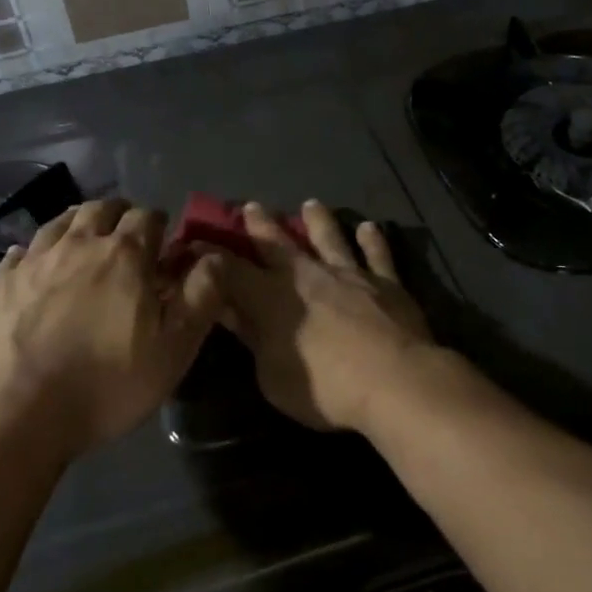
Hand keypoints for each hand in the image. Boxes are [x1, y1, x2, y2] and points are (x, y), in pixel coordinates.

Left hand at [0, 200, 223, 459]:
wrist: (14, 415)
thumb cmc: (106, 382)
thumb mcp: (175, 347)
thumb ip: (202, 294)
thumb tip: (213, 255)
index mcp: (124, 254)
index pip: (147, 215)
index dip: (159, 226)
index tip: (163, 248)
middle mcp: (78, 244)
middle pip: (101, 208)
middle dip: (119, 216)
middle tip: (126, 241)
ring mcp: (33, 261)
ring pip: (60, 222)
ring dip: (79, 225)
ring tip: (85, 245)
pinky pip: (21, 251)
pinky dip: (36, 253)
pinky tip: (37, 268)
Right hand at [209, 200, 437, 432]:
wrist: (393, 379)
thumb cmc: (324, 387)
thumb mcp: (272, 374)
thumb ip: (253, 338)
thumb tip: (230, 311)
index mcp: (272, 297)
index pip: (232, 271)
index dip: (213, 258)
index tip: (198, 242)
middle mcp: (308, 275)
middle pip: (279, 244)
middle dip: (262, 225)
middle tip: (252, 206)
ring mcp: (350, 274)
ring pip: (330, 238)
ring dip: (319, 221)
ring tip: (311, 204)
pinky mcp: (386, 282)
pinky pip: (378, 255)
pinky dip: (372, 240)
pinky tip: (368, 227)